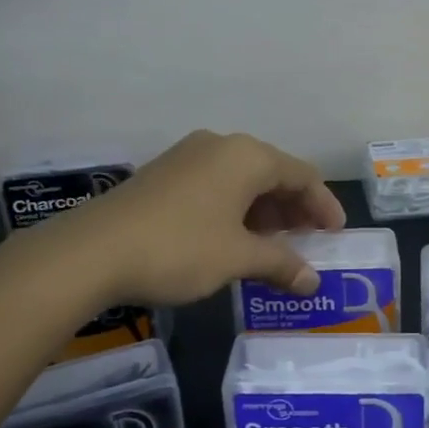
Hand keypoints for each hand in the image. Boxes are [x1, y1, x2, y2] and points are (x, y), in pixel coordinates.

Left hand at [52, 130, 345, 307]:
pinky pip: (215, 184)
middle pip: (272, 172)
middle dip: (292, 208)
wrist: (93, 251)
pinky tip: (232, 238)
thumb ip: (280, 264)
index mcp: (247, 156)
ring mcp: (188, 156)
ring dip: (263, 210)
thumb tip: (312, 282)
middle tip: (307, 241)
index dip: (323, 205)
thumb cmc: (180, 248)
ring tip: (272, 245)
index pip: (301, 174)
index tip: (336, 234)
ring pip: (241, 179)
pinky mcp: (164, 173)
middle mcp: (220, 146)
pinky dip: (234, 208)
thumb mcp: (237, 258)